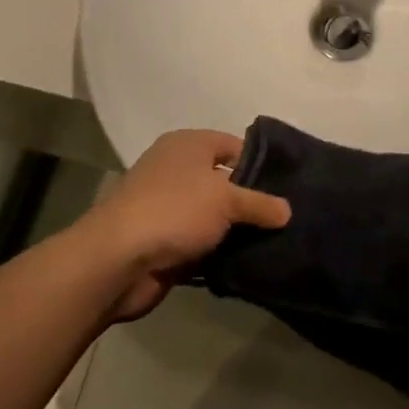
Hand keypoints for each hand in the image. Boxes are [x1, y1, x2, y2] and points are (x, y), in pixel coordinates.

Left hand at [76, 129, 289, 321]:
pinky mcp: (165, 241)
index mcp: (188, 145)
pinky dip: (220, 252)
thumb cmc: (174, 210)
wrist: (118, 259)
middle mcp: (177, 170)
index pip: (234, 145)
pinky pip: (202, 243)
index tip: (290, 186)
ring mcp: (169, 207)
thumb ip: (259, 203)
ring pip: (214, 215)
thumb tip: (287, 210)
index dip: (261, 164)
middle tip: (288, 218)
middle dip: (252, 200)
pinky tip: (249, 263)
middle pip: (224, 181)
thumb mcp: (225, 199)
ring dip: (237, 230)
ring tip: (278, 243)